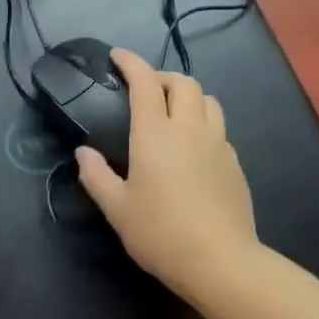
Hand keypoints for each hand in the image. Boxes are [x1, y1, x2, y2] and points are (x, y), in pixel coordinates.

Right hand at [75, 47, 258, 294]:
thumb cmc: (160, 233)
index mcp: (155, 134)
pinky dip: (202, 121)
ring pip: (208, 100)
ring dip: (188, 95)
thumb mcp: (117, 209)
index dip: (131, 62)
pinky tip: (192, 145)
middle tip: (145, 87)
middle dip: (162, 75)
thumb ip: (96, 176)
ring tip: (172, 110)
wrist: (221, 262)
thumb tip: (83, 153)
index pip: (145, 82)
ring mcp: (217, 144)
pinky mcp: (234, 163)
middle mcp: (189, 128)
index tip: (118, 56)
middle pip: (183, 82)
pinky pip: (218, 127)